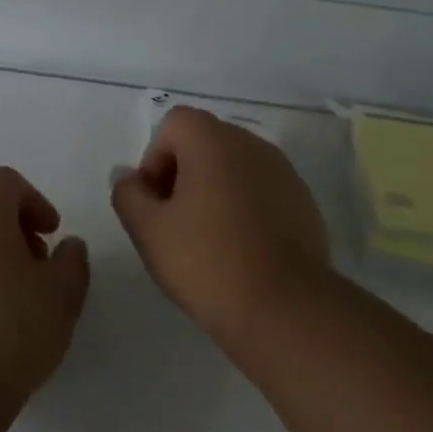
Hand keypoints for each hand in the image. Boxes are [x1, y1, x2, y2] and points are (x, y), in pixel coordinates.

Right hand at [111, 106, 331, 336]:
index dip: (155, 157)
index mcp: (214, 142)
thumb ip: (129, 194)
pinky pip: (261, 190)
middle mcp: (252, 145)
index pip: (175, 123)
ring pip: (235, 166)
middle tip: (174, 221)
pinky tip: (240, 249)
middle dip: (183, 172)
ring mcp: (284, 173)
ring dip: (214, 189)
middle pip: (206, 141)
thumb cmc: (207, 262)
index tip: (155, 201)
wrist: (284, 308)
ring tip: (207, 238)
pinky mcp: (303, 202)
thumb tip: (130, 178)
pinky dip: (244, 207)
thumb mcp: (148, 230)